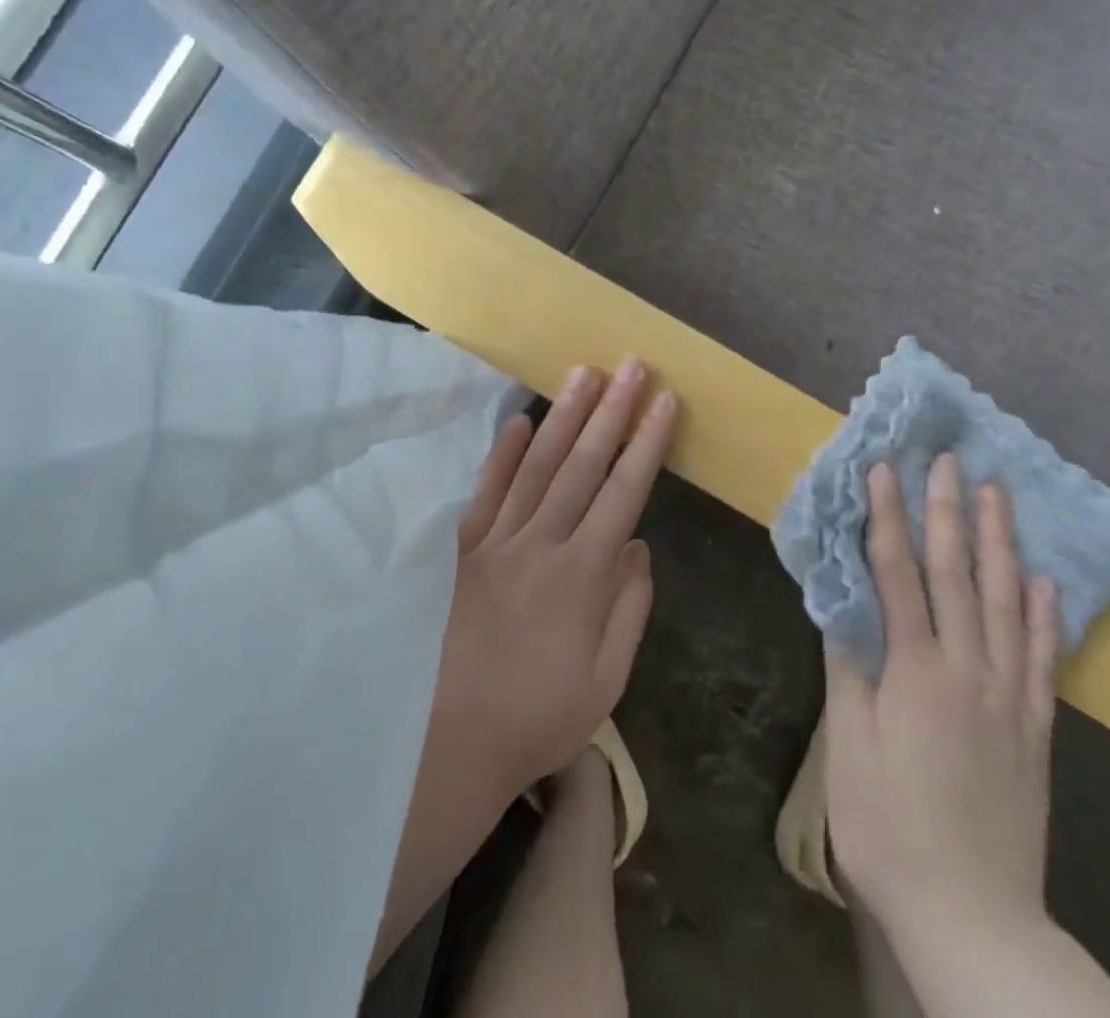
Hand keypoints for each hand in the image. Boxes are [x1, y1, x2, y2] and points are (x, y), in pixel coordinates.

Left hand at [371, 359, 674, 972]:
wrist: (446, 744)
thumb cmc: (535, 719)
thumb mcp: (604, 682)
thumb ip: (627, 610)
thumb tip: (640, 548)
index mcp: (582, 576)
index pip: (623, 494)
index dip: (646, 444)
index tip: (663, 402)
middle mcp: (541, 545)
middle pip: (581, 465)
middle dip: (611, 412)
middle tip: (631, 365)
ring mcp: (496, 542)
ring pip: (535, 466)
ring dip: (563, 417)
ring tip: (585, 375)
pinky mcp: (460, 551)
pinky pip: (484, 492)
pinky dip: (501, 455)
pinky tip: (517, 421)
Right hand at [825, 454, 1059, 945]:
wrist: (974, 917)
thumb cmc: (889, 828)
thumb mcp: (850, 747)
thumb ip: (849, 668)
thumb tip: (842, 603)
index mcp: (917, 672)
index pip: (898, 575)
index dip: (887, 519)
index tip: (883, 470)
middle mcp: (969, 671)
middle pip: (958, 576)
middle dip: (950, 513)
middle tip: (951, 461)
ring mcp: (1010, 698)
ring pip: (1008, 605)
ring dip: (1001, 545)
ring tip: (999, 497)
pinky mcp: (1036, 730)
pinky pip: (1044, 659)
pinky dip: (1045, 615)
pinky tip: (1045, 582)